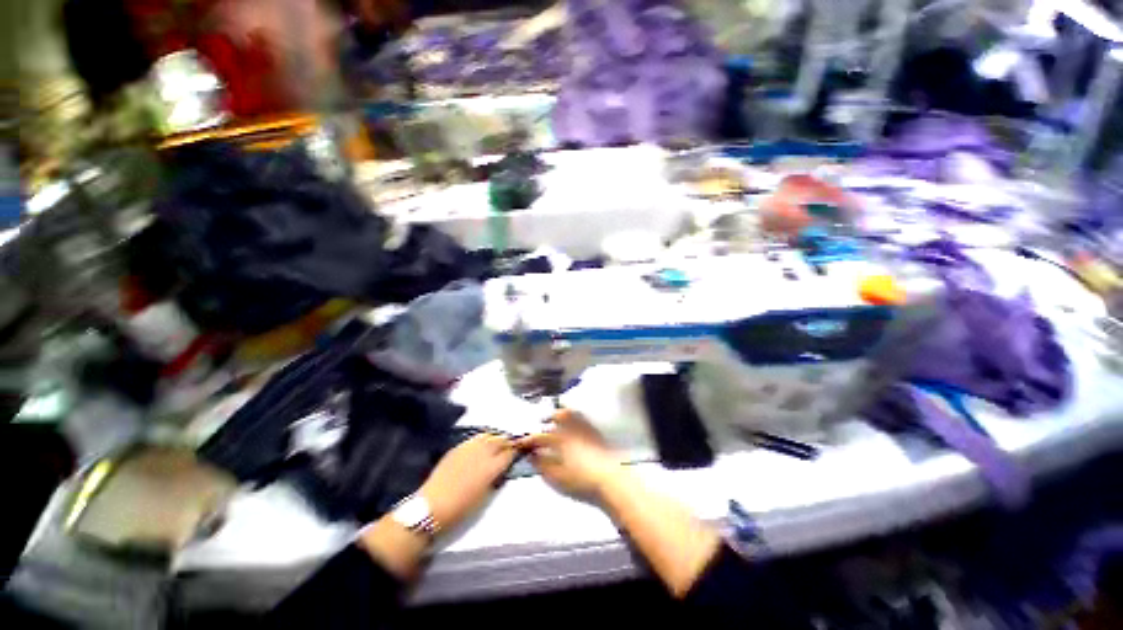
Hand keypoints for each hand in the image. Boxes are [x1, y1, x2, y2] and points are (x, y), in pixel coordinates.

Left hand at [418, 433, 516, 531]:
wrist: (432, 507)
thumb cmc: (461, 509)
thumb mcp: (486, 496)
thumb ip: (497, 478)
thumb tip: (503, 469)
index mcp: (492, 467)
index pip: (510, 452)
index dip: (516, 451)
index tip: (520, 451)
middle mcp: (482, 452)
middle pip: (500, 440)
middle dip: (507, 442)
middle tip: (511, 446)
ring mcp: (469, 448)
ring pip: (488, 436)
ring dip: (495, 438)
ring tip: (497, 443)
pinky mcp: (457, 448)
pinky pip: (474, 439)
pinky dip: (482, 439)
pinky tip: (482, 444)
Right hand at [517, 410, 621, 497]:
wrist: (611, 481)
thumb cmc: (581, 482)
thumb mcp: (557, 478)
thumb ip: (542, 465)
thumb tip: (532, 456)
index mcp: (560, 441)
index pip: (540, 437)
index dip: (529, 440)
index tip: (522, 442)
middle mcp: (572, 429)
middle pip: (557, 417)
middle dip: (547, 418)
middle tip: (541, 422)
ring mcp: (585, 428)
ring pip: (571, 413)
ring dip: (561, 413)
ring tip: (556, 417)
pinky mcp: (596, 432)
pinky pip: (583, 417)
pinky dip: (575, 416)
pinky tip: (573, 423)